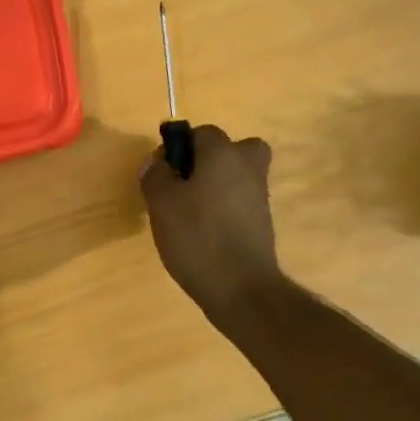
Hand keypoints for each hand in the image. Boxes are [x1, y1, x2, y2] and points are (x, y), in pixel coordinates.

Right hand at [141, 125, 287, 324]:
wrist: (241, 288)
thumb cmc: (196, 237)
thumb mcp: (161, 203)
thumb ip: (155, 175)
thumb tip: (159, 162)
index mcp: (223, 153)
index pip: (201, 132)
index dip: (178, 148)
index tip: (163, 174)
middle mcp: (248, 166)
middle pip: (229, 149)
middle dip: (206, 161)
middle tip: (183, 185)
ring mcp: (259, 194)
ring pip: (236, 174)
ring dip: (215, 184)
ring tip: (189, 212)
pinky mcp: (263, 220)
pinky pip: (240, 199)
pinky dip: (225, 206)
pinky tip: (204, 231)